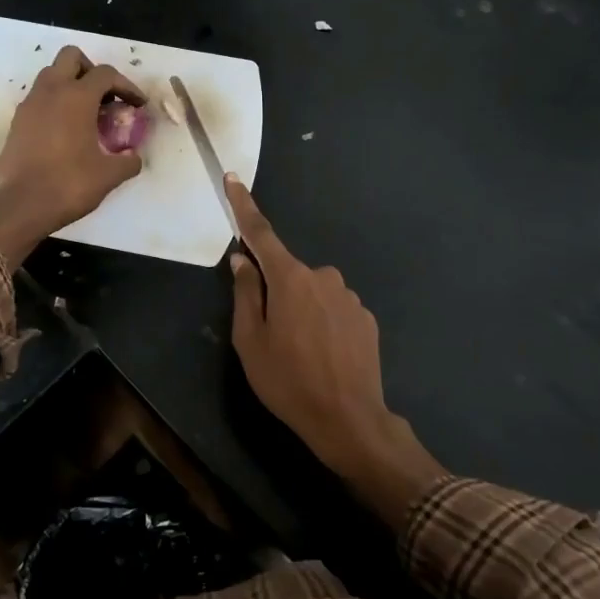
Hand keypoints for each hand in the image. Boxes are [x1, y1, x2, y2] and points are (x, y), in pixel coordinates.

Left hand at [0, 46, 144, 268]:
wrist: (19, 207)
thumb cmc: (67, 185)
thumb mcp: (108, 176)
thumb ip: (127, 162)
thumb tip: (134, 157)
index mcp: (76, 97)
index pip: (106, 74)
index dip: (126, 86)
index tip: (137, 105)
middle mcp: (50, 92)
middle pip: (71, 58)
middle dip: (92, 71)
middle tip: (106, 98)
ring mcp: (29, 105)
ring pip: (51, 75)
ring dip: (70, 85)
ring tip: (86, 114)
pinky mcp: (17, 122)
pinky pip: (39, 98)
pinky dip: (54, 104)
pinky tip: (65, 131)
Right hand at [225, 178, 445, 526]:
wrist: (349, 419)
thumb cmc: (288, 381)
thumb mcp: (250, 340)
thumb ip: (245, 293)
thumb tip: (242, 260)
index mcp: (290, 278)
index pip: (261, 233)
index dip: (244, 206)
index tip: (233, 179)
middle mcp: (323, 276)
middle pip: (288, 273)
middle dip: (276, 292)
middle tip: (270, 336)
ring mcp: (349, 296)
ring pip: (313, 293)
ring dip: (302, 311)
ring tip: (301, 354)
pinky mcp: (366, 317)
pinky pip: (334, 310)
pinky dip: (324, 324)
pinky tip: (324, 356)